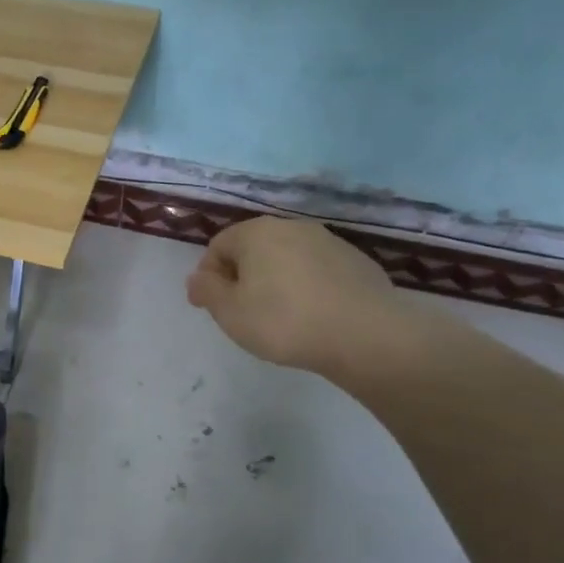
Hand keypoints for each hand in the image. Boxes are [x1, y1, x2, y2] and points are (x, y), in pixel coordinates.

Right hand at [186, 217, 426, 380]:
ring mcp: (329, 242)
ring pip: (287, 259)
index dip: (208, 276)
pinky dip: (307, 287)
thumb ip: (206, 291)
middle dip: (242, 276)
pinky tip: (312, 317)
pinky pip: (317, 271)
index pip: (218, 245)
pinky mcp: (357, 262)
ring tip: (279, 317)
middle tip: (242, 312)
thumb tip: (198, 278)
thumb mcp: (229, 312)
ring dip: (276, 281)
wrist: (365, 335)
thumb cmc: (284, 321)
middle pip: (254, 249)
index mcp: (256, 233)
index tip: (211, 306)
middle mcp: (292, 227)